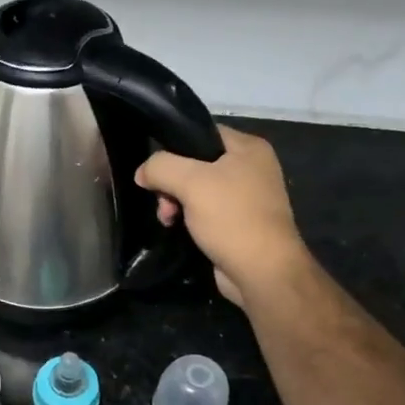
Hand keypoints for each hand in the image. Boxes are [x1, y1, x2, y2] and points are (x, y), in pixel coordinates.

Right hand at [136, 125, 305, 306]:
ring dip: (174, 202)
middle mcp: (251, 168)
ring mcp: (246, 197)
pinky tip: (176, 228)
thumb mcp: (191, 182)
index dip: (173, 146)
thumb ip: (160, 167)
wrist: (262, 272)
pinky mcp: (238, 222)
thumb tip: (142, 173)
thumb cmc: (231, 217)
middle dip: (171, 182)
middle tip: (162, 202)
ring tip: (167, 219)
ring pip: (196, 188)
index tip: (154, 167)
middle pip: (195, 163)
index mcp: (248, 148)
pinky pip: (204, 210)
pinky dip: (187, 217)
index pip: (201, 132)